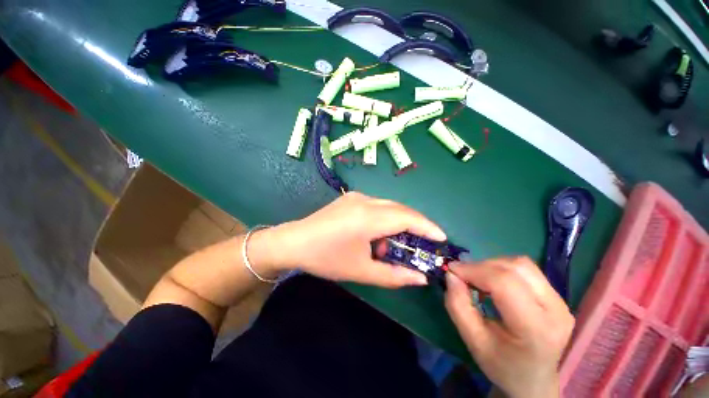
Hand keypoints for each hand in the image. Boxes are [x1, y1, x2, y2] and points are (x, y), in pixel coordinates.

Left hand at [272, 191, 445, 287]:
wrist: (293, 241)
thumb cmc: (326, 258)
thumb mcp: (361, 271)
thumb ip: (394, 275)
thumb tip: (421, 278)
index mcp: (369, 217)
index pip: (408, 217)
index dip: (428, 226)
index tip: (441, 238)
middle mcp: (366, 200)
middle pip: (401, 209)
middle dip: (415, 225)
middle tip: (422, 243)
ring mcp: (357, 197)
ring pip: (389, 206)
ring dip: (397, 223)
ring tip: (390, 245)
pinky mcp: (350, 198)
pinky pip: (377, 205)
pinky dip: (384, 218)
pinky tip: (375, 235)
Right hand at [444, 257, 573, 397]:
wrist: (534, 380)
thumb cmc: (502, 365)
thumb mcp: (472, 340)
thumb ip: (457, 305)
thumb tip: (451, 274)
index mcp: (536, 329)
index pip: (504, 283)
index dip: (474, 270)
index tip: (452, 270)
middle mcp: (556, 310)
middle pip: (515, 268)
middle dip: (481, 266)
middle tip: (462, 275)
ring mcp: (561, 301)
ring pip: (521, 264)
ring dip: (492, 265)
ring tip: (477, 278)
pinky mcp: (557, 296)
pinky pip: (526, 270)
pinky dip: (502, 269)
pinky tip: (493, 282)